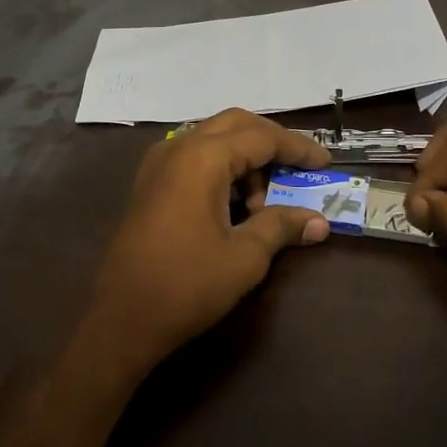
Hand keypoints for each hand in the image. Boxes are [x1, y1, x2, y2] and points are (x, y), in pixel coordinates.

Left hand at [83, 109, 331, 368]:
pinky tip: (233, 205)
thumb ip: (282, 227)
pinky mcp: (149, 186)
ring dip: (245, 159)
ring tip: (262, 204)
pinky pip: (194, 159)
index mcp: (202, 158)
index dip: (298, 148)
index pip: (262, 137)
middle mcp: (177, 149)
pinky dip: (221, 170)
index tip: (326, 163)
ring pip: (213, 140)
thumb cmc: (187, 285)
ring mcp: (158, 165)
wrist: (121, 321)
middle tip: (299, 169)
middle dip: (271, 143)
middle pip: (235, 125)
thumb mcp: (245, 257)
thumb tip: (319, 222)